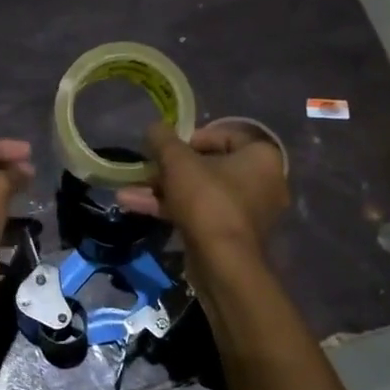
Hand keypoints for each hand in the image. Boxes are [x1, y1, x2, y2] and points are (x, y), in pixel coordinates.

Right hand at [116, 119, 287, 259]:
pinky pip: (200, 213)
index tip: (167, 146)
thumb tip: (153, 127)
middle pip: (209, 165)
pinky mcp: (230, 235)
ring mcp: (246, 211)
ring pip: (200, 192)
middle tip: (146, 169)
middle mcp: (262, 181)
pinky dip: (172, 208)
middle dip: (169, 169)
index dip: (190, 137)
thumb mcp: (178, 162)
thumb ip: (163, 140)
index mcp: (261, 156)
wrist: (222, 262)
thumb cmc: (207, 200)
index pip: (225, 134)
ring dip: (162, 190)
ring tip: (127, 192)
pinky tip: (135, 206)